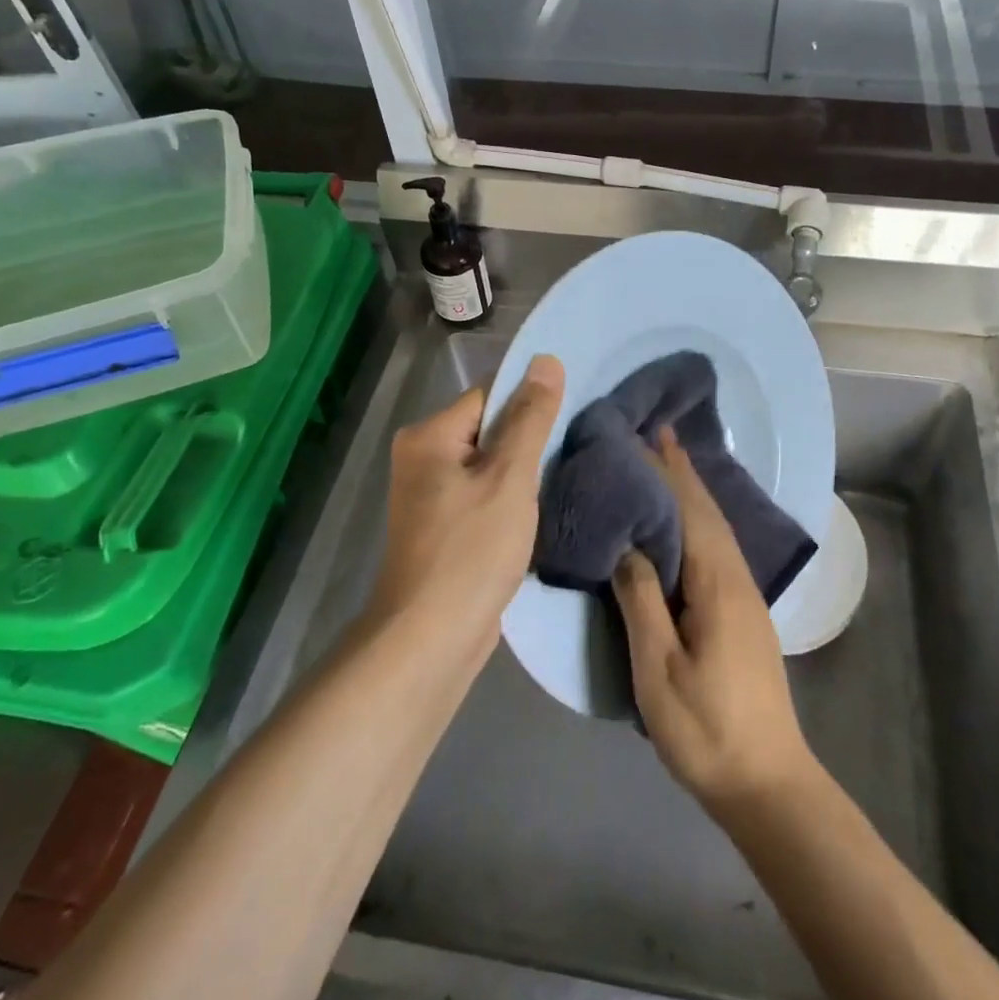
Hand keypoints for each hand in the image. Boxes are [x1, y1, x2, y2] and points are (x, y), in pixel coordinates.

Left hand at [368, 355, 563, 658]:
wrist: (431, 640)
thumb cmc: (471, 551)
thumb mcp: (510, 478)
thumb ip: (530, 418)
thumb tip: (546, 359)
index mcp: (429, 436)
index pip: (490, 395)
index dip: (532, 402)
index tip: (573, 414)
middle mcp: (422, 457)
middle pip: (490, 429)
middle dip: (530, 440)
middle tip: (576, 447)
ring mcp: (430, 495)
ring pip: (490, 465)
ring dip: (524, 472)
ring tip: (566, 476)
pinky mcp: (444, 527)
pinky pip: (484, 495)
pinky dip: (510, 499)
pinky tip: (541, 510)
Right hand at [612, 429, 815, 815]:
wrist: (767, 781)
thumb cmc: (706, 728)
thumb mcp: (659, 668)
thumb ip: (641, 600)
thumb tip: (627, 544)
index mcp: (717, 583)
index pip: (689, 510)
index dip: (666, 472)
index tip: (644, 435)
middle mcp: (737, 577)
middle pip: (708, 511)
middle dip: (682, 471)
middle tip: (655, 433)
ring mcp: (745, 595)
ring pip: (716, 528)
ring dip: (692, 491)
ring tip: (667, 464)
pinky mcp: (743, 613)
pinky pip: (718, 547)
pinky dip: (699, 520)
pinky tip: (687, 524)